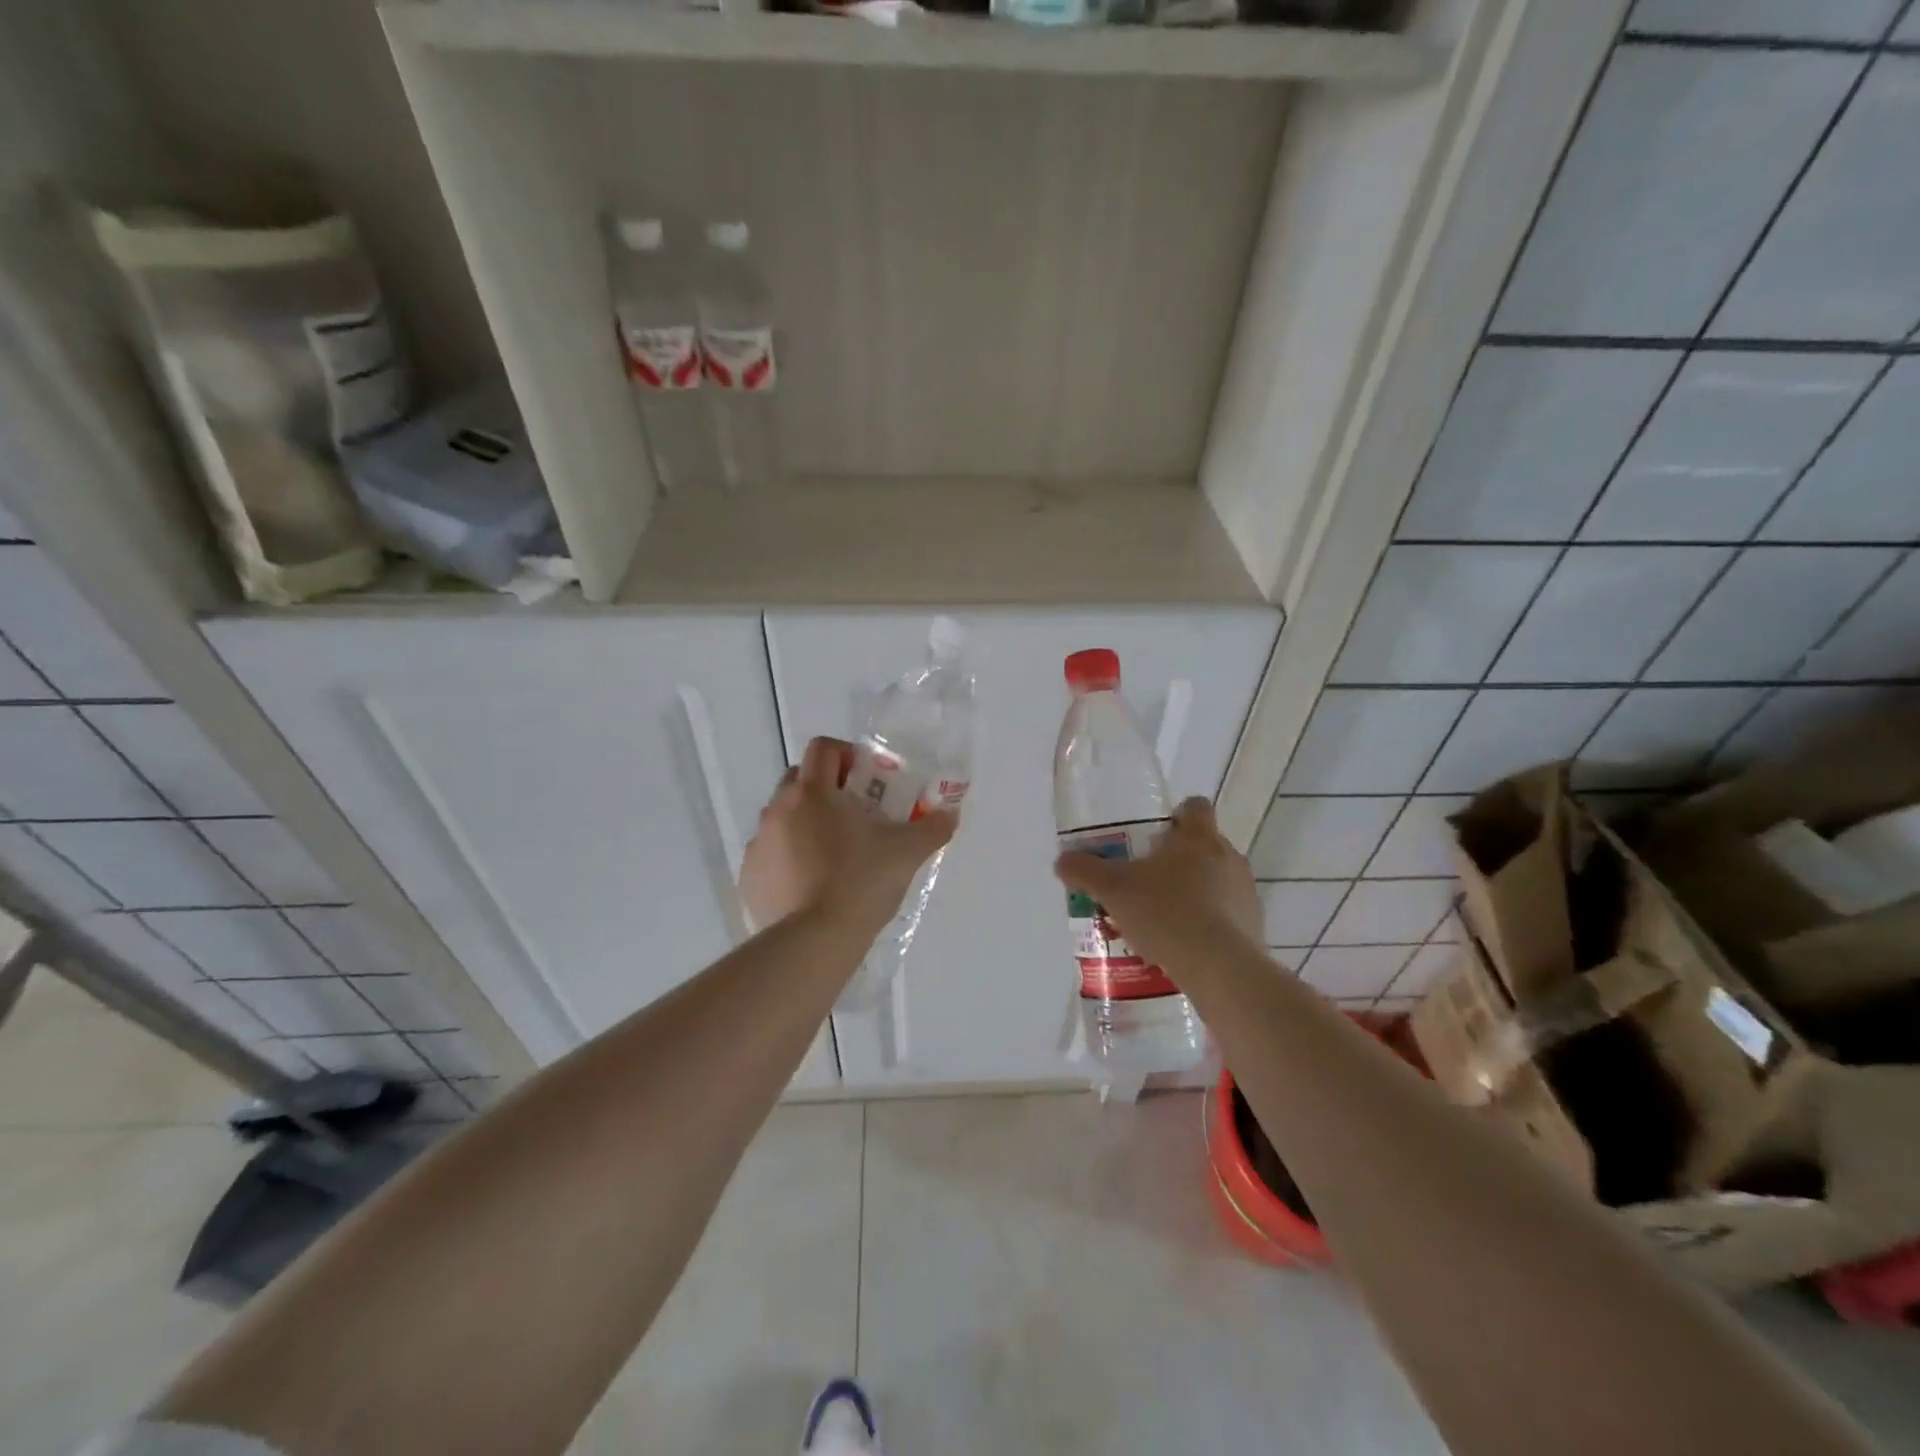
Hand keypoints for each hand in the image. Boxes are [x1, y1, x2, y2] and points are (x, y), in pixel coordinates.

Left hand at [740, 736, 958, 935]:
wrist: (812, 944)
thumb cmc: (860, 884)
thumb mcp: (906, 854)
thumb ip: (932, 829)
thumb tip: (950, 815)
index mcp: (813, 793)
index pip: (823, 748)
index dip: (846, 754)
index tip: (867, 778)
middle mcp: (778, 809)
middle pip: (799, 779)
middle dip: (826, 788)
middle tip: (856, 815)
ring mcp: (759, 844)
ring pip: (783, 817)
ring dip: (806, 823)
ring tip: (835, 855)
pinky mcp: (749, 877)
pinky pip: (770, 854)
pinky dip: (789, 858)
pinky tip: (812, 886)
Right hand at [1054, 798, 1263, 977]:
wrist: (1218, 968)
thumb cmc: (1165, 912)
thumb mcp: (1112, 889)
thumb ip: (1084, 870)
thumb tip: (1062, 860)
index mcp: (1198, 837)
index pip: (1195, 807)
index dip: (1176, 816)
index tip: (1154, 835)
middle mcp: (1228, 856)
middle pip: (1203, 846)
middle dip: (1177, 861)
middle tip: (1146, 882)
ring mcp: (1246, 892)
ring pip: (1216, 881)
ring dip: (1193, 893)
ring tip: (1162, 920)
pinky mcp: (1254, 926)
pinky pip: (1227, 915)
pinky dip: (1208, 924)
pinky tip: (1182, 946)